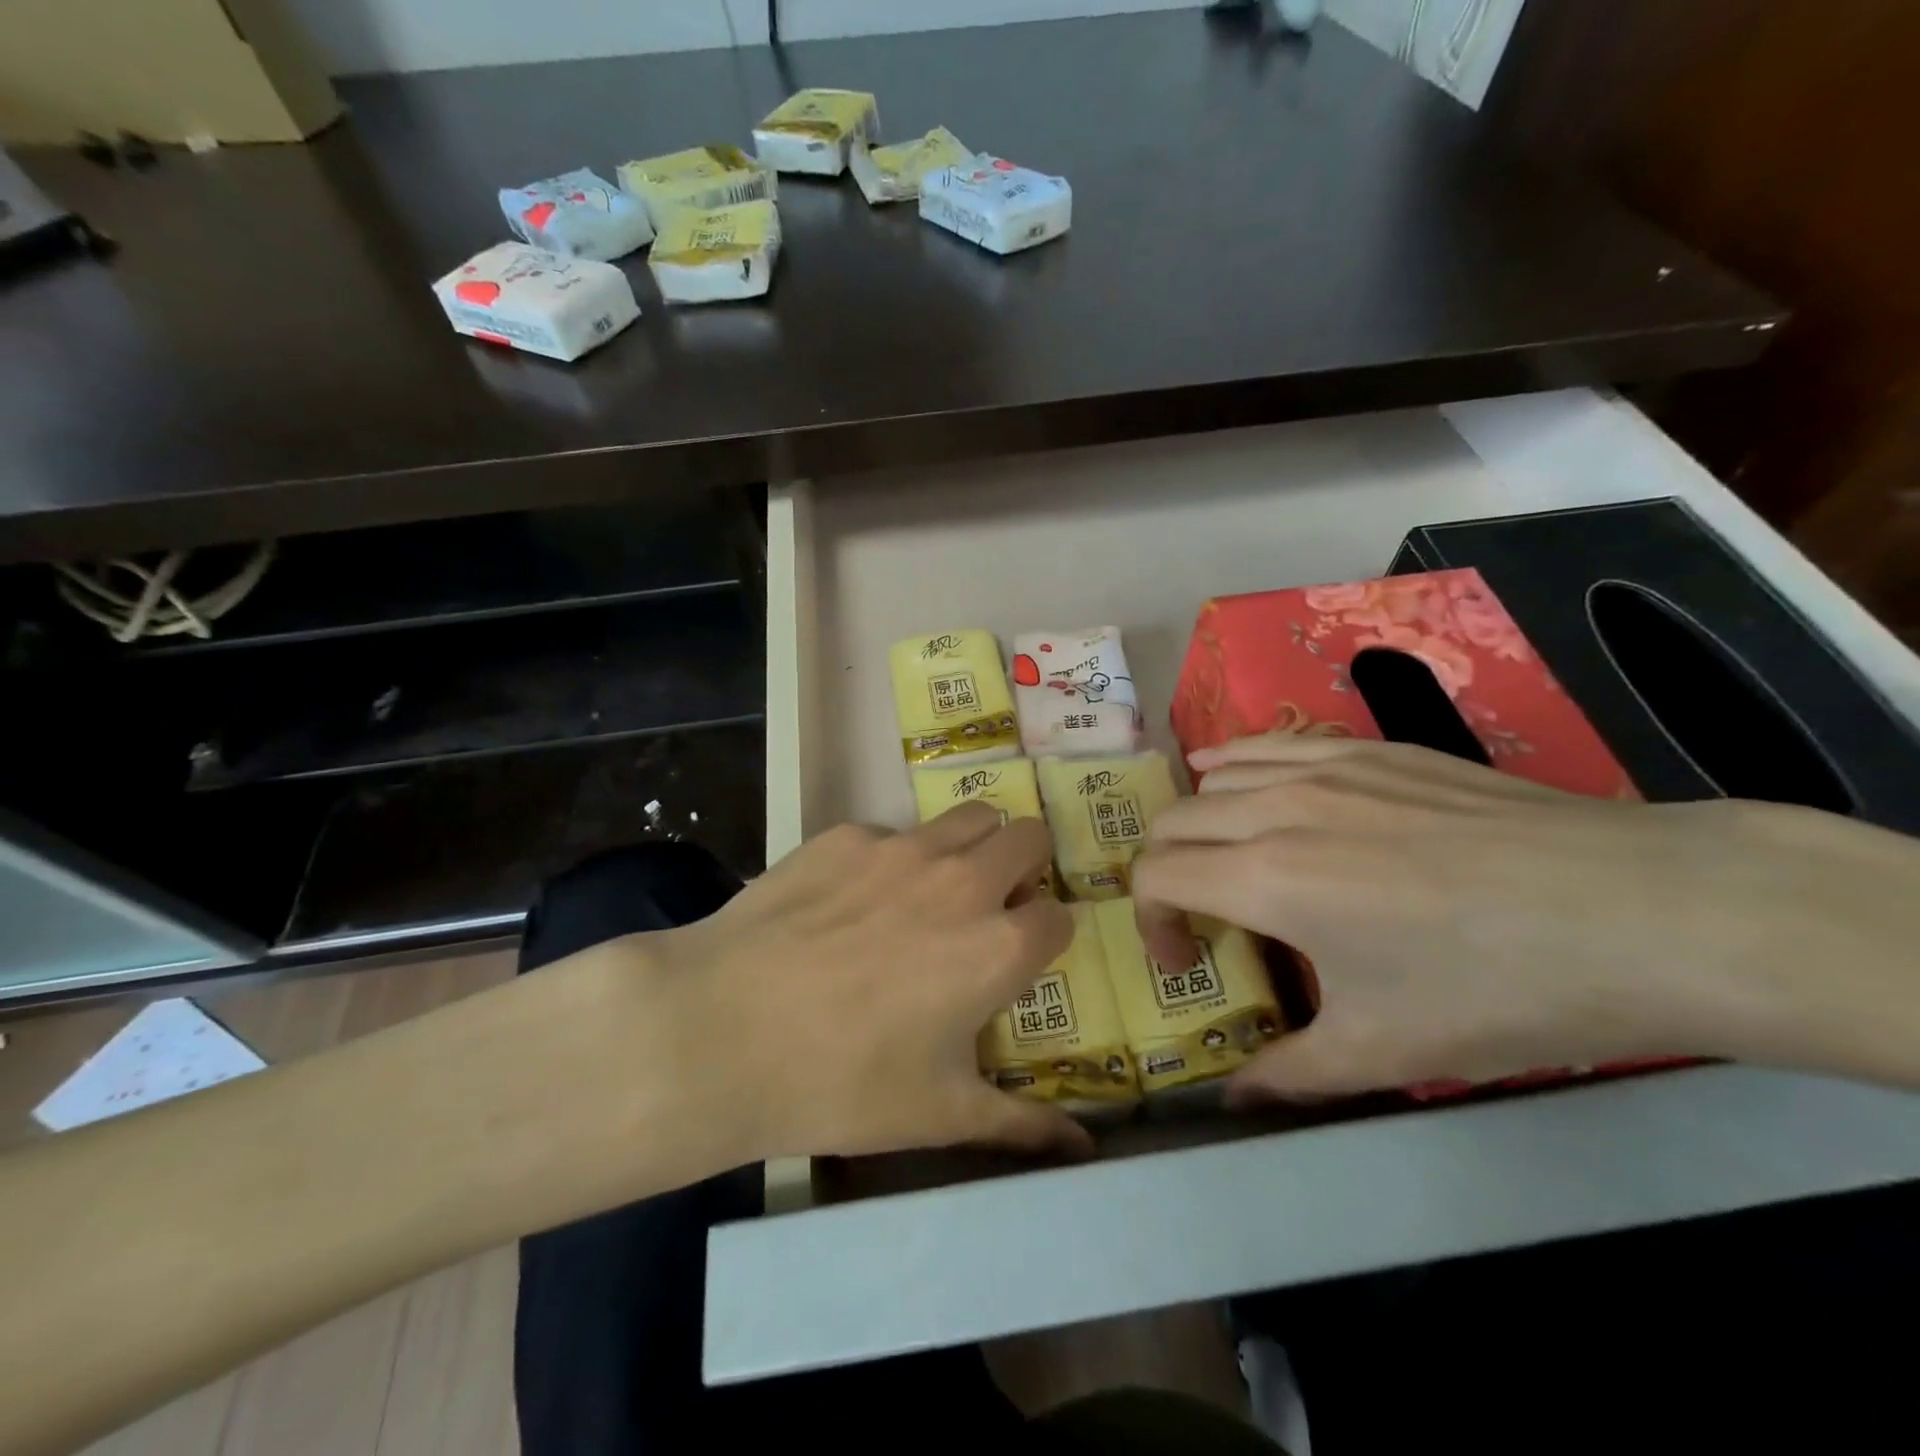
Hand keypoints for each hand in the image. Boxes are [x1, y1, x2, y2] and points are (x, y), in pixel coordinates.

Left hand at [631, 803, 1088, 1163]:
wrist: (721, 1031)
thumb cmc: (841, 1083)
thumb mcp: (939, 1114)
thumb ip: (1022, 1125)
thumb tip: (1085, 1148)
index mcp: (998, 946)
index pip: (1060, 916)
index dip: (1047, 936)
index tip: (1023, 956)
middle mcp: (963, 880)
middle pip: (1029, 837)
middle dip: (1025, 867)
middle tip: (993, 905)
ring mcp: (902, 848)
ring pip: (970, 817)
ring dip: (973, 845)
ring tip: (936, 889)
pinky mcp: (846, 836)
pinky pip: (892, 834)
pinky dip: (893, 859)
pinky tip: (850, 903)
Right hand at [1130, 735, 1919, 1100]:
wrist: (1642, 911)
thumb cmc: (1500, 988)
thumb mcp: (1387, 1050)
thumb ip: (1291, 1074)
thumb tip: (1234, 1099)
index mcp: (1266, 878)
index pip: (1155, 875)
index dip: (1151, 923)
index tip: (1188, 963)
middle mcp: (1277, 808)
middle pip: (1173, 820)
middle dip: (1164, 869)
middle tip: (1202, 915)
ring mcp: (1325, 767)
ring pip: (1215, 773)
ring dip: (1199, 817)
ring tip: (1226, 854)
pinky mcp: (1371, 749)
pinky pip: (1272, 742)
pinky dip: (1238, 762)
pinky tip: (1251, 783)